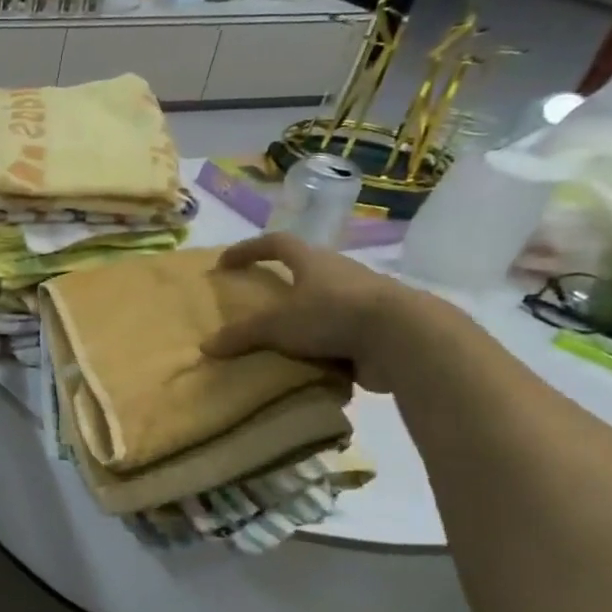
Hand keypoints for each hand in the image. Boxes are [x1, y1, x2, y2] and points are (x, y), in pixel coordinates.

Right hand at [200, 233, 420, 392]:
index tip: (225, 263)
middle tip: (257, 305)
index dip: (249, 250)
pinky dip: (324, 349)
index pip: (276, 243)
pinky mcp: (377, 330)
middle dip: (281, 287)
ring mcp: (363, 302)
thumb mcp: (276, 325)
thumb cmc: (333, 314)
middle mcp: (339, 275)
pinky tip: (308, 368)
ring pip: (325, 306)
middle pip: (305, 272)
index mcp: (313, 262)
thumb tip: (206, 347)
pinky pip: (342, 337)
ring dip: (304, 321)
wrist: (406, 338)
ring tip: (280, 342)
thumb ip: (241, 335)